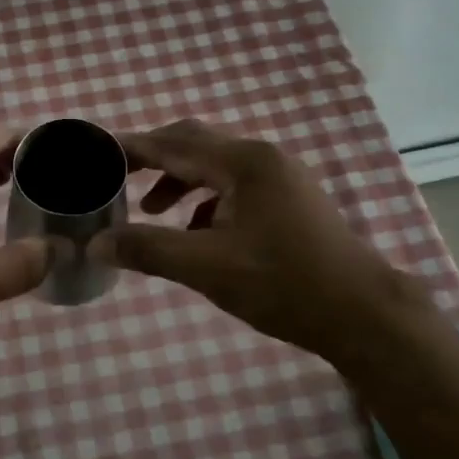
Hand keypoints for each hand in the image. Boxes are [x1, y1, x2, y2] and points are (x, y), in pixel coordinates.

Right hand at [100, 119, 426, 358]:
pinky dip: (207, 200)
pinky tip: (197, 231)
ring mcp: (281, 177)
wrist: (363, 314)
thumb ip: (149, 250)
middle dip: (153, 159)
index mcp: (243, 163)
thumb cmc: (284, 284)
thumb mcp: (208, 269)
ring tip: (151, 210)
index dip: (131, 147)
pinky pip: (236, 186)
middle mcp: (262, 158)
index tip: (94, 153)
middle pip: (194, 144)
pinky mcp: (290, 199)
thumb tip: (97, 244)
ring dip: (180, 181)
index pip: (172, 144)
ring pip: (216, 166)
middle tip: (116, 177)